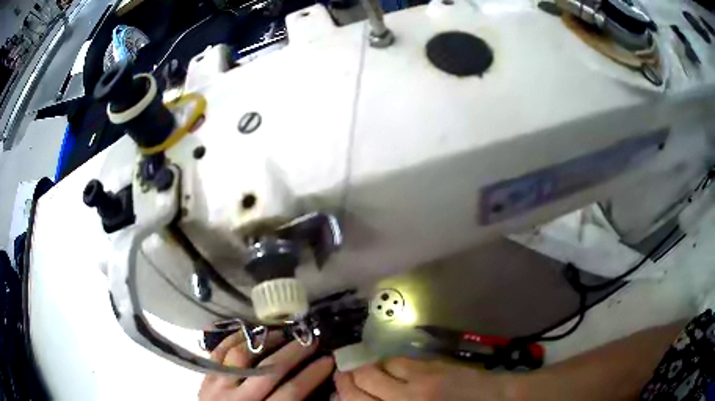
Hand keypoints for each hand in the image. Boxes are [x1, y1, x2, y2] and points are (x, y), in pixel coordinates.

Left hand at [200, 331, 334, 400]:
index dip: (313, 374)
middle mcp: (240, 399)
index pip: (292, 392)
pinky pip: (219, 351)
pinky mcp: (206, 376)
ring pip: (242, 355)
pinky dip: (234, 338)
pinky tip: (249, 331)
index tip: (328, 361)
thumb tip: (316, 386)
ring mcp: (219, 385)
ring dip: (264, 341)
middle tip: (310, 339)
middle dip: (294, 352)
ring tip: (280, 333)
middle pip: (270, 370)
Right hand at [334, 357, 514, 400]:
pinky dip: (387, 362)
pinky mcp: (430, 368)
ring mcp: (414, 384)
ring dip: (365, 369)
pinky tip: (389, 364)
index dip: (341, 394)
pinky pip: (397, 360)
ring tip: (363, 368)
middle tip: (342, 375)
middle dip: (345, 380)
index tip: (336, 390)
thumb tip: (364, 399)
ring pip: (374, 371)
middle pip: (357, 386)